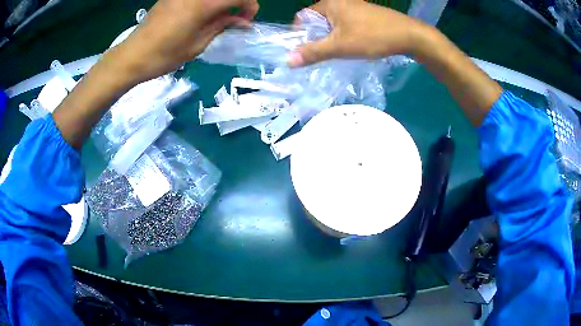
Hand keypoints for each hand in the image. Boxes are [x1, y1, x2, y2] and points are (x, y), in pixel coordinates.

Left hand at [109, 0, 258, 83]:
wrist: (133, 55)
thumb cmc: (165, 55)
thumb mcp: (198, 44)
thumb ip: (222, 26)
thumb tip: (242, 21)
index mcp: (204, 4)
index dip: (250, 6)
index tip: (246, 20)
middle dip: (237, 2)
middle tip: (234, 17)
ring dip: (222, 2)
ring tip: (218, 17)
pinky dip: (207, 2)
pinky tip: (202, 13)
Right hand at [289, 0, 428, 66]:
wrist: (409, 35)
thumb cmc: (372, 36)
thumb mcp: (340, 46)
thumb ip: (313, 52)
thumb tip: (288, 60)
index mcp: (329, 3)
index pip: (302, 17)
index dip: (300, 35)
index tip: (306, 51)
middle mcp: (339, 1)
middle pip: (317, 21)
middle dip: (316, 38)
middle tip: (321, 56)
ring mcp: (353, 6)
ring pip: (332, 24)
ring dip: (330, 39)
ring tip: (337, 54)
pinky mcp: (364, 14)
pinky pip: (345, 24)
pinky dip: (343, 36)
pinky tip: (350, 47)